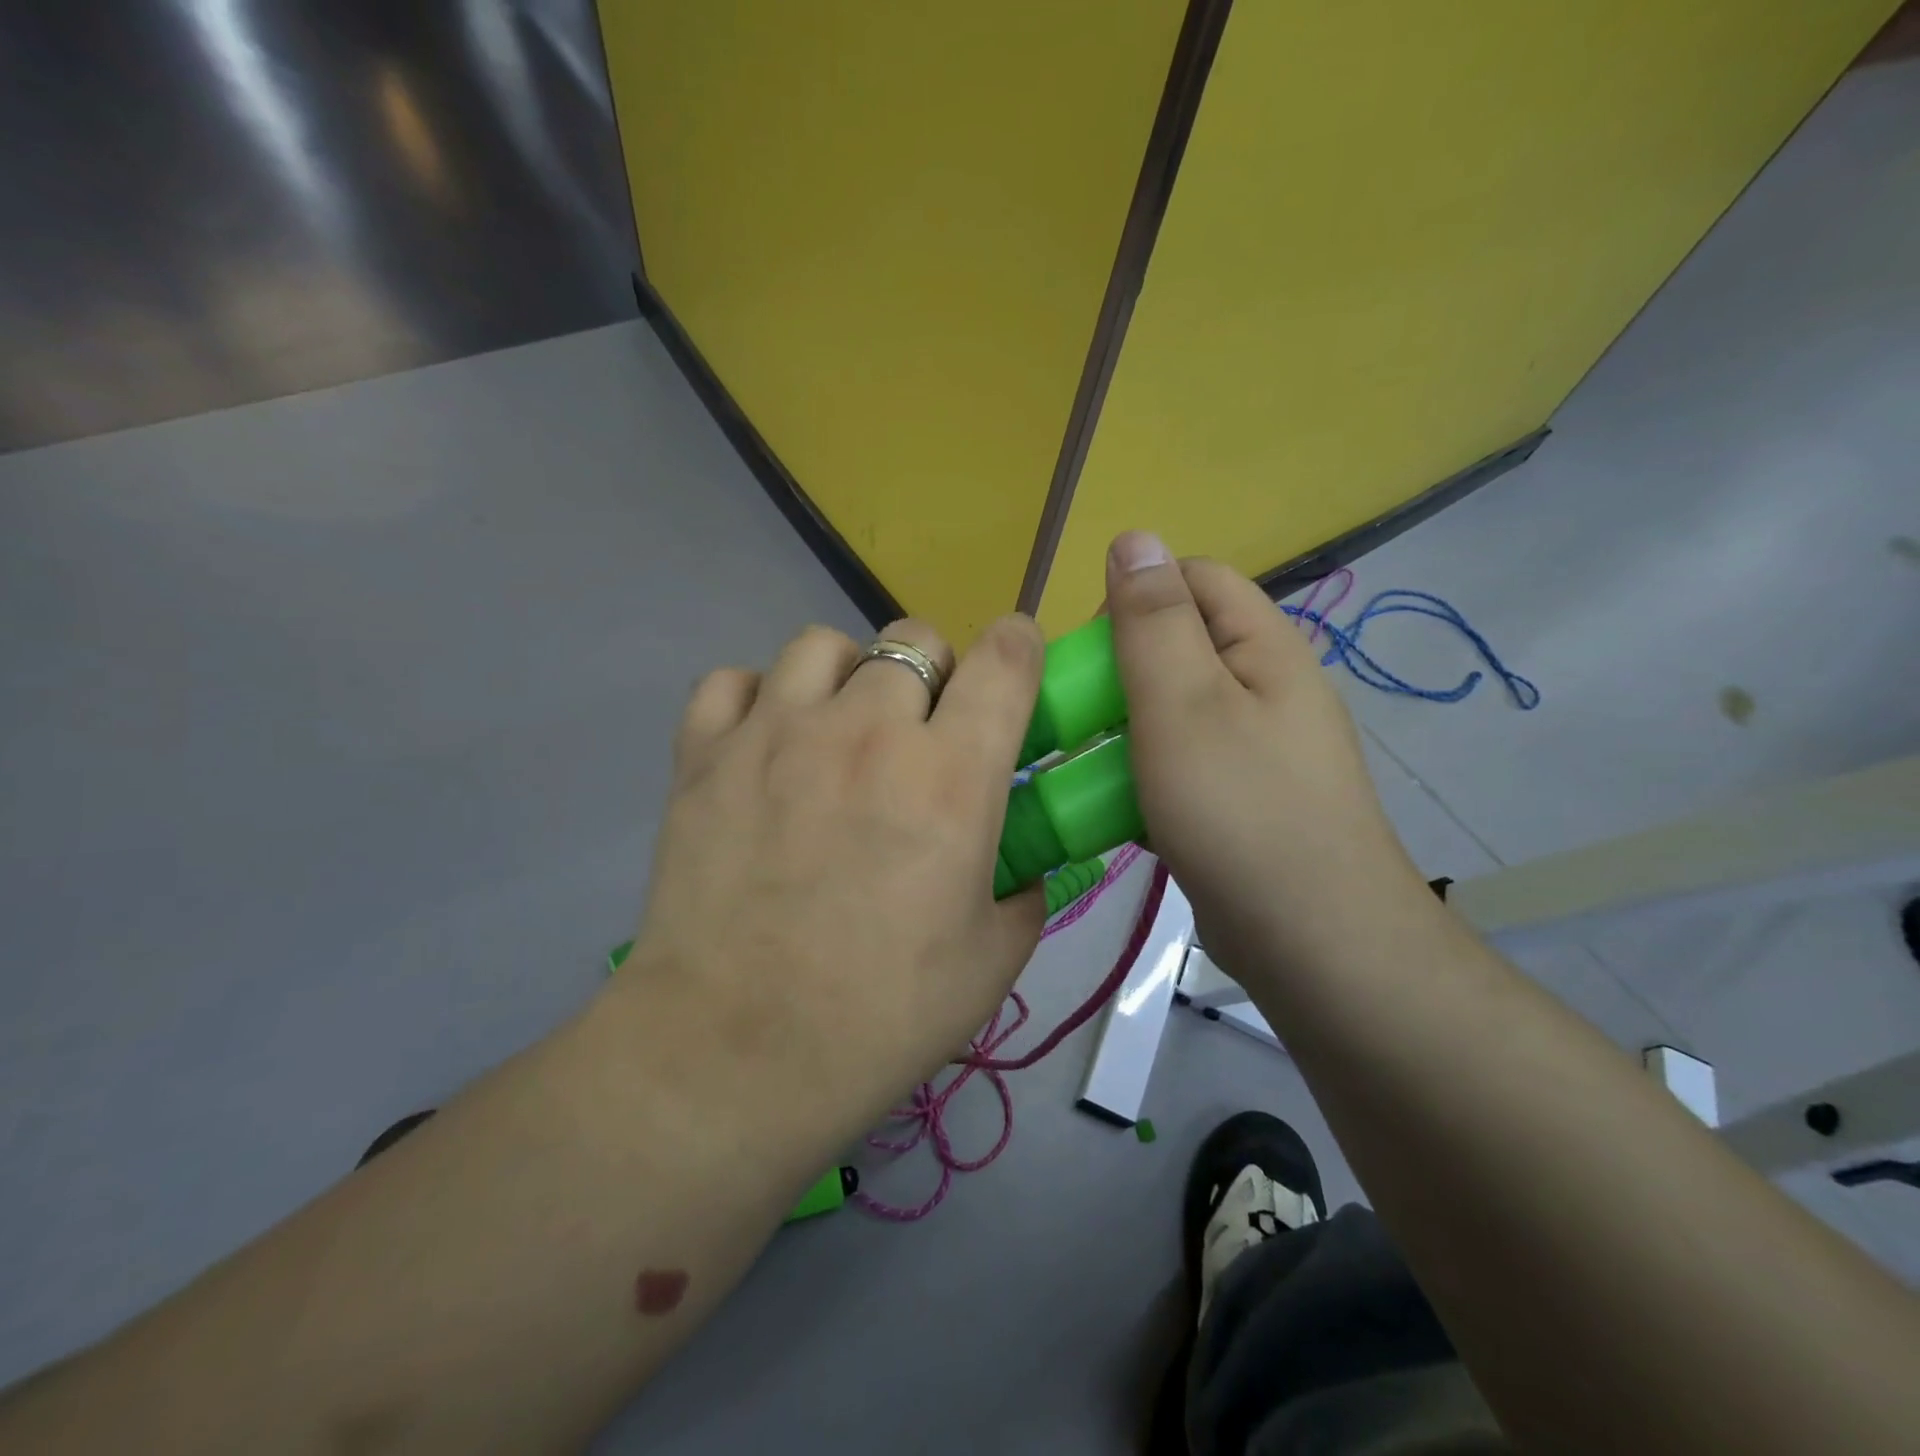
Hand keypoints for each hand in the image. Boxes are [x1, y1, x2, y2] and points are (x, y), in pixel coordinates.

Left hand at [616, 615, 1047, 1147]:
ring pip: (823, 645)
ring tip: (840, 729)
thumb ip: (1023, 890)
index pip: (1005, 660)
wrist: (734, 1055)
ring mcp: (775, 734)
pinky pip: (733, 680)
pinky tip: (764, 744)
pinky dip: (757, 698)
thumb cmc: (880, 1016)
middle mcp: (866, 732)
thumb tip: (1018, 860)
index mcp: (950, 776)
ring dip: (848, 675)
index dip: (1019, 645)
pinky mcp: (704, 755)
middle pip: (914, 639)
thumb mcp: (993, 960)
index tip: (1016, 665)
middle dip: (935, 672)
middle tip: (923, 731)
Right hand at [1104, 532, 1423, 974]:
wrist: (1312, 940)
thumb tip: (1135, 536)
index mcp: (1262, 647)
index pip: (1193, 580)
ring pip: (1171, 711)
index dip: (1133, 598)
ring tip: (1082, 764)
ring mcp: (1254, 748)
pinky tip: (1111, 807)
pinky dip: (1141, 774)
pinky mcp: (1238, 800)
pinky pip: (1178, 765)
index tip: (1088, 653)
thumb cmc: (1240, 809)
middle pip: (1179, 646)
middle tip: (1078, 716)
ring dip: (1122, 728)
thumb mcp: (1184, 703)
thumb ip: (1154, 620)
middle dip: (1119, 672)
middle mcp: (1265, 687)